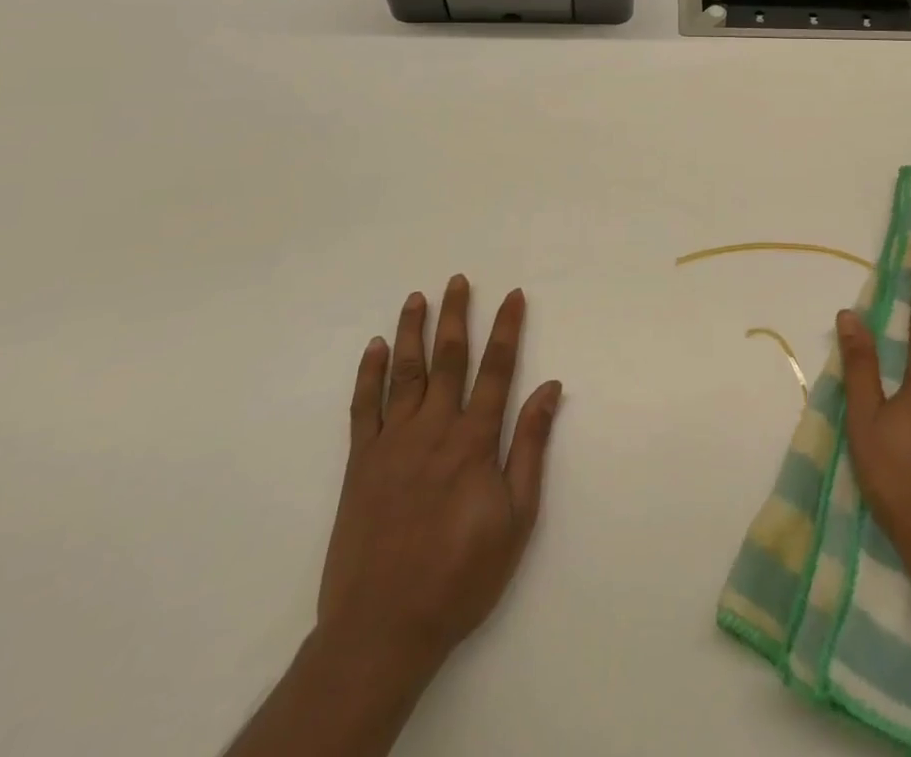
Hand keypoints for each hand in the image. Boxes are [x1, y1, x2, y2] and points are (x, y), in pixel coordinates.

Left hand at [315, 277, 562, 682]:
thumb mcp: (516, 517)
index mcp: (473, 442)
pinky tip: (375, 348)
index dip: (507, 329)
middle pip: (448, 360)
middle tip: (458, 280)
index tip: (513, 295)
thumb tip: (550, 388)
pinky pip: (363, 408)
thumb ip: (530, 447)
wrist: (382, 630)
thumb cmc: (461, 574)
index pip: (497, 370)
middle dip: (456, 316)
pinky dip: (369, 375)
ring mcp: (392, 444)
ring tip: (417, 298)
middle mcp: (433, 430)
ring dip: (412, 332)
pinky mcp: (360, 464)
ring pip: (405, 374)